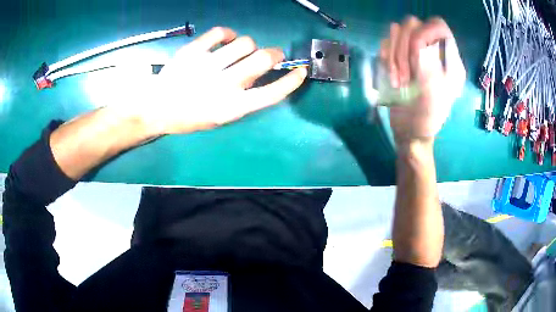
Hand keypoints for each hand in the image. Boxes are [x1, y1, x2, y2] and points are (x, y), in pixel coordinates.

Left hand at [126, 27, 306, 135]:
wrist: (156, 108)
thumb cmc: (189, 117)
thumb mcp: (219, 117)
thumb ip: (243, 100)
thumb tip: (261, 78)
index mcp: (232, 107)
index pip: (272, 93)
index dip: (291, 81)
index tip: (300, 72)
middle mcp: (223, 85)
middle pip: (264, 59)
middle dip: (275, 55)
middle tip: (273, 55)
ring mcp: (207, 65)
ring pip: (245, 43)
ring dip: (249, 46)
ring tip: (241, 51)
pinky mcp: (193, 51)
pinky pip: (220, 32)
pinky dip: (227, 34)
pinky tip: (225, 40)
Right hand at [380, 17, 465, 144]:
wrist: (410, 130)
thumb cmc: (427, 117)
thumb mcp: (434, 91)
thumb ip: (428, 62)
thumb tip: (416, 40)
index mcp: (448, 58)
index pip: (437, 26)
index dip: (424, 32)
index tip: (416, 53)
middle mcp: (432, 50)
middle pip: (413, 25)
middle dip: (404, 48)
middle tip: (405, 75)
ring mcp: (413, 53)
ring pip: (397, 32)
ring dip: (393, 55)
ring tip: (398, 80)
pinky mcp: (398, 58)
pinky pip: (387, 44)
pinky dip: (385, 58)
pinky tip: (390, 76)